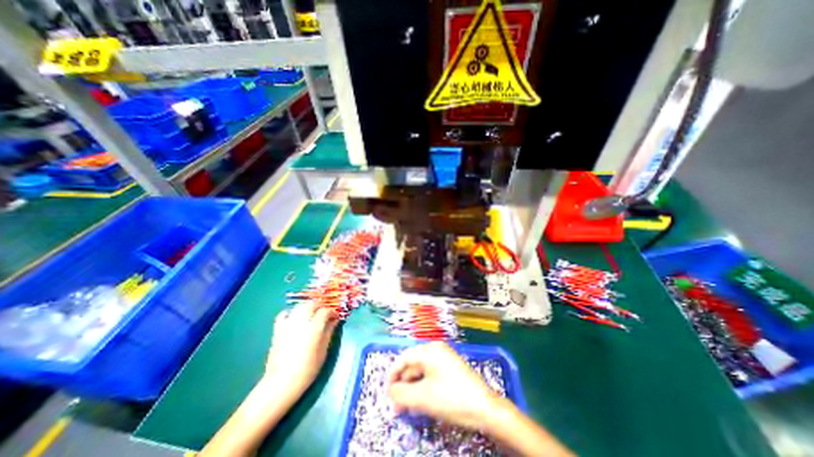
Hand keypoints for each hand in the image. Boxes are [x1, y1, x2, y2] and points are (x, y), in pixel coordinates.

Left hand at [262, 302, 335, 394]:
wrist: (281, 382)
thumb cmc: (307, 369)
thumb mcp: (323, 351)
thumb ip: (329, 332)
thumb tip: (334, 321)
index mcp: (314, 327)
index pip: (325, 311)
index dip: (332, 312)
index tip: (335, 317)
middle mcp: (301, 322)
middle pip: (311, 304)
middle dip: (319, 306)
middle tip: (324, 313)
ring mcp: (288, 324)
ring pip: (299, 306)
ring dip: (307, 307)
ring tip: (311, 314)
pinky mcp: (278, 330)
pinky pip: (283, 314)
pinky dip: (290, 313)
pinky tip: (294, 318)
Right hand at [385, 342, 507, 429]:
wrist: (485, 408)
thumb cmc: (452, 398)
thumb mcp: (423, 398)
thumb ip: (401, 393)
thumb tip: (391, 391)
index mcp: (429, 350)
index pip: (404, 358)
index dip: (393, 375)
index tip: (388, 392)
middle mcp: (436, 349)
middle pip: (413, 365)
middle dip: (404, 385)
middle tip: (398, 406)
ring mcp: (445, 358)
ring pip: (422, 371)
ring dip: (413, 388)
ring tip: (409, 407)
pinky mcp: (451, 368)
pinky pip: (431, 374)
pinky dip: (424, 387)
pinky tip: (422, 401)